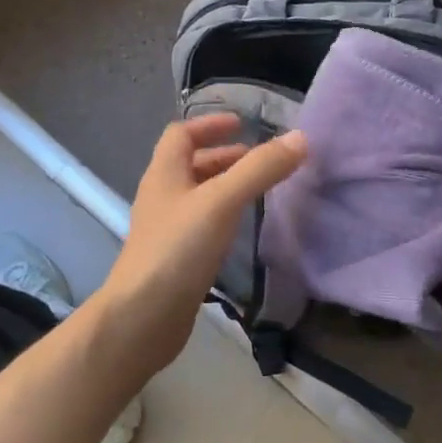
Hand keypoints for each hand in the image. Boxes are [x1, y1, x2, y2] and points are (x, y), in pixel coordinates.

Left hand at [94, 115, 306, 379]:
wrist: (141, 318)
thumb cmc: (178, 250)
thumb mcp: (222, 202)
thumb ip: (260, 169)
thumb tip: (300, 138)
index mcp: (165, 174)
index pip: (181, 134)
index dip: (210, 124)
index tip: (242, 125)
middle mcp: (161, 196)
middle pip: (190, 164)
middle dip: (224, 157)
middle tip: (259, 160)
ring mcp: (165, 230)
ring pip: (196, 196)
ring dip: (224, 186)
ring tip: (258, 192)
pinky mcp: (173, 259)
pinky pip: (200, 225)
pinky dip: (222, 217)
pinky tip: (241, 230)